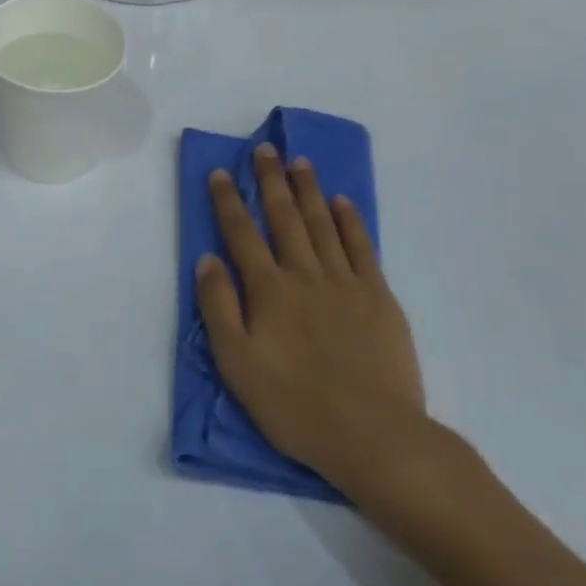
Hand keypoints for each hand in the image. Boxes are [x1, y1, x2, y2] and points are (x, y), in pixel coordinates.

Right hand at [197, 144, 454, 508]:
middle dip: (271, 180)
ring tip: (300, 161)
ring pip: (322, 224)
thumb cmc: (296, 405)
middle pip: (284, 217)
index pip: (241, 233)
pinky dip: (350, 221)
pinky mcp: (379, 297)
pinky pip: (361, 247)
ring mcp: (345, 282)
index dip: (229, 201)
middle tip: (265, 149)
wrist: (375, 435)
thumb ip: (218, 307)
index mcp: (268, 290)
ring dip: (308, 190)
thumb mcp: (237, 364)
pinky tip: (342, 202)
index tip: (222, 171)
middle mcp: (304, 274)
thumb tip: (207, 259)